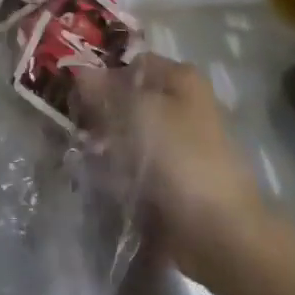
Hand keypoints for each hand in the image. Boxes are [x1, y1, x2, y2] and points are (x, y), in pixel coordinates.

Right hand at [75, 53, 267, 288]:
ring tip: (88, 156)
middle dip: (102, 111)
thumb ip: (104, 89)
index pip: (132, 63)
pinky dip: (119, 169)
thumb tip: (77, 70)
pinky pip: (137, 163)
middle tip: (78, 127)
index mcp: (181, 78)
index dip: (103, 74)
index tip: (75, 93)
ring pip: (130, 131)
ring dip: (107, 142)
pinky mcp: (173, 176)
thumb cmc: (180, 157)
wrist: (219, 232)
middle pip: (130, 98)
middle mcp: (182, 103)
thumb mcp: (137, 112)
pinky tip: (103, 178)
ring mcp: (179, 142)